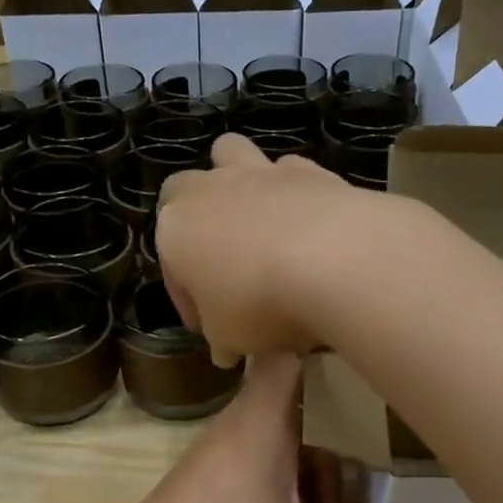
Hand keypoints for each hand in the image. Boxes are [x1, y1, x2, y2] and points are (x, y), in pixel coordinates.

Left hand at [87, 354, 443, 502]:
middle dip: (338, 416)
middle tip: (383, 435)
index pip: (289, 354)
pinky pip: (260, 453)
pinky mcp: (207, 476)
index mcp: (259, 426)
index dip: (326, 346)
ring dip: (313, 457)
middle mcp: (237, 426)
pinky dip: (289, 472)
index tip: (370, 355)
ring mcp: (218, 451)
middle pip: (295, 396)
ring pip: (279, 431)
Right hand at [157, 134, 412, 366]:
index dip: (187, 298)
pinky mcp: (310, 168)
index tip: (209, 328)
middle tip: (220, 262)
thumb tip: (226, 349)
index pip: (170, 264)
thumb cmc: (258, 303)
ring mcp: (260, 172)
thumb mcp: (228, 336)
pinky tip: (307, 223)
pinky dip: (292, 191)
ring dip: (236, 181)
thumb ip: (221, 337)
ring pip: (232, 153)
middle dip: (195, 218)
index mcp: (175, 228)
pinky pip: (291, 170)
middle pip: (185, 189)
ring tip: (257, 223)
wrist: (333, 259)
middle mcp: (210, 189)